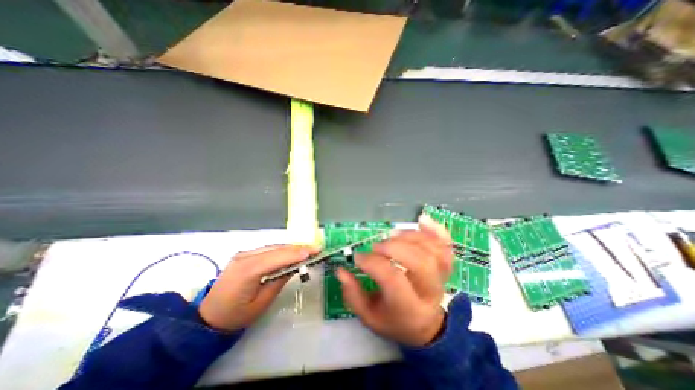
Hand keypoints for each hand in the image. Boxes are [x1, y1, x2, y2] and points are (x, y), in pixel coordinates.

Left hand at [197, 246, 316, 329]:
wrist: (209, 317)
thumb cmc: (236, 316)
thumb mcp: (261, 303)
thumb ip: (279, 280)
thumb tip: (295, 266)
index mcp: (246, 270)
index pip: (277, 257)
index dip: (297, 253)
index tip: (314, 251)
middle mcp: (245, 257)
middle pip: (276, 249)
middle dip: (298, 248)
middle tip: (316, 249)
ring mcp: (244, 254)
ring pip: (273, 247)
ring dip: (292, 248)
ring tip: (308, 250)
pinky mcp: (245, 255)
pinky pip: (268, 250)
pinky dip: (282, 251)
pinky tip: (293, 252)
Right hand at [335, 213, 454, 347]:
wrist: (424, 327)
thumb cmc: (393, 321)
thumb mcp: (369, 316)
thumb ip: (353, 294)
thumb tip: (341, 270)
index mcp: (409, 309)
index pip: (393, 279)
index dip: (373, 263)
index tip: (358, 258)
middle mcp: (429, 292)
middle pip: (420, 263)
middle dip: (395, 248)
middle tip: (377, 247)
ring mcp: (441, 277)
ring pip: (433, 251)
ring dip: (410, 236)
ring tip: (392, 235)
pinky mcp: (444, 266)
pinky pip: (446, 246)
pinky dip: (436, 230)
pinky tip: (421, 219)